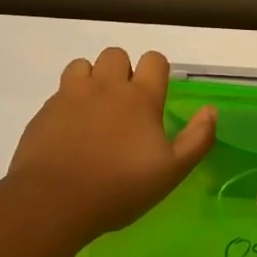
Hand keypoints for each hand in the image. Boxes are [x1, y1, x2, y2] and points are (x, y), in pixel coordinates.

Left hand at [7, 48, 216, 236]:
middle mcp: (106, 86)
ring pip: (83, 65)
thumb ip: (197, 139)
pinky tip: (70, 130)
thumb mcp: (172, 171)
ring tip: (95, 109)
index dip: (157, 72)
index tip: (156, 95)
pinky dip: (68, 101)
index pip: (154, 60)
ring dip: (92, 78)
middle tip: (125, 105)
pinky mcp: (45, 110)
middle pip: (116, 54)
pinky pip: (59, 91)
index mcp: (140, 98)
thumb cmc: (120, 188)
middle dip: (123, 71)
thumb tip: (211, 110)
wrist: (54, 201)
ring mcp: (71, 95)